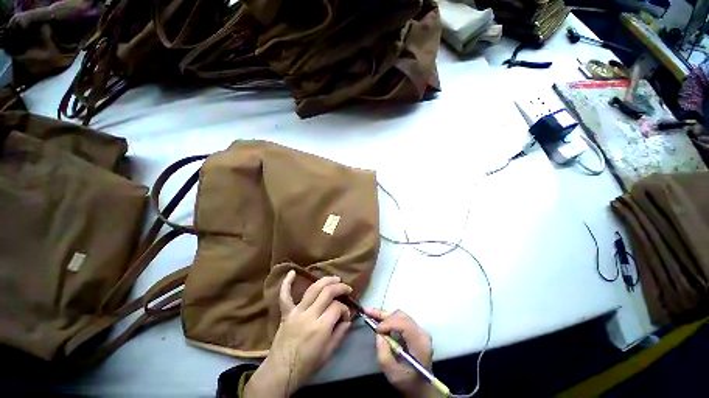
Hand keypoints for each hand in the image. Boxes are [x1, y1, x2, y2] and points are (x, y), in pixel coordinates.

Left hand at [245, 271, 352, 396]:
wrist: (280, 373)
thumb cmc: (306, 366)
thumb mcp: (328, 354)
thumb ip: (340, 334)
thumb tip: (348, 319)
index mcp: (321, 328)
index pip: (337, 307)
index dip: (345, 309)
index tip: (346, 315)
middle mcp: (309, 315)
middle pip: (327, 292)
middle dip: (340, 287)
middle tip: (347, 288)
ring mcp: (296, 312)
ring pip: (313, 289)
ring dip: (326, 280)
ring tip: (335, 279)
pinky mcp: (286, 313)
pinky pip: (285, 296)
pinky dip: (287, 283)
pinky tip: (292, 272)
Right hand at [366, 309, 437, 397]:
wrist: (421, 387)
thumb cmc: (408, 383)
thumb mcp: (394, 374)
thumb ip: (385, 355)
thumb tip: (379, 335)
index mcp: (420, 343)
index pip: (403, 324)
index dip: (388, 323)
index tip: (376, 330)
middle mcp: (421, 333)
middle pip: (401, 316)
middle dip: (383, 315)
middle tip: (367, 314)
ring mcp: (419, 330)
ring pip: (399, 315)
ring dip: (384, 315)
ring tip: (370, 314)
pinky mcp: (414, 330)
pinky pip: (400, 319)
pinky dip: (388, 318)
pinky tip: (377, 318)